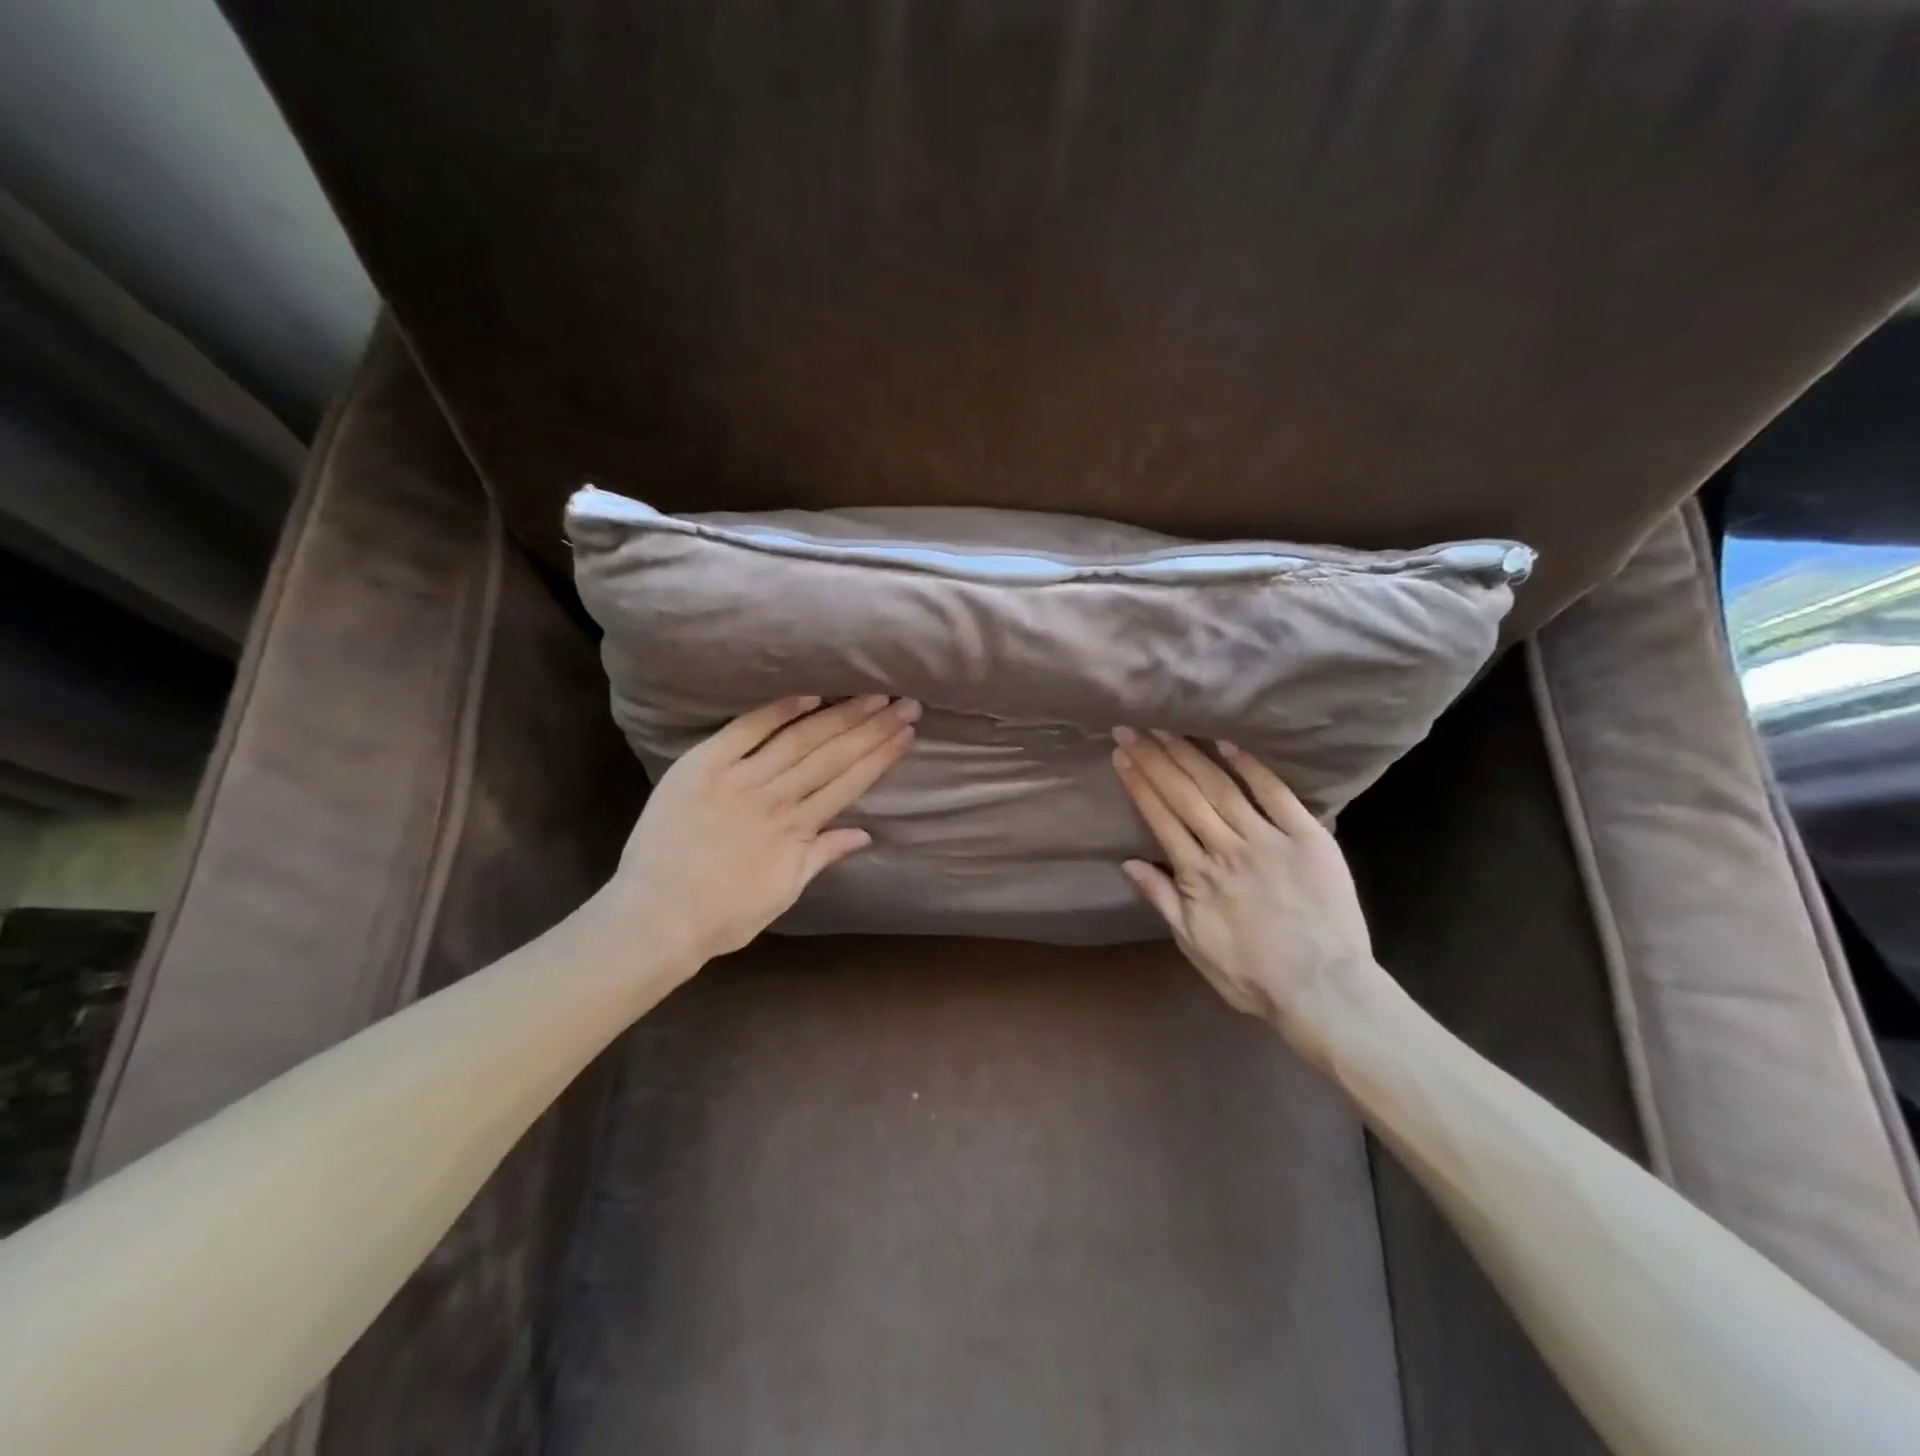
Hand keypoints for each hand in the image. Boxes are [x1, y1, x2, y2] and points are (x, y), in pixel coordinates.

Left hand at [606, 695, 918, 964]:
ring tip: (871, 696)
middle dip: (873, 728)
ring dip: (839, 716)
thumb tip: (865, 834)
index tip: (908, 734)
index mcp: (797, 831)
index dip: (881, 757)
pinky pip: (745, 731)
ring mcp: (738, 780)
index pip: (850, 784)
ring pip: (799, 740)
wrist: (655, 918)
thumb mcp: (784, 893)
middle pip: (832, 756)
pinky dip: (778, 711)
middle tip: (905, 704)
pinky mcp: (702, 766)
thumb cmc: (722, 915)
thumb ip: (823, 855)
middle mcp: (775, 799)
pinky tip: (810, 695)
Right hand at [1111, 728, 1379, 1058]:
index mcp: (1197, 875)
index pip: (1160, 817)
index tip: (1121, 753)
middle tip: (1133, 728)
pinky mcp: (1308, 838)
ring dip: (1191, 756)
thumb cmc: (1252, 976)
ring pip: (1222, 788)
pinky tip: (1227, 744)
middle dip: (1155, 758)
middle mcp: (1226, 849)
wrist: (1324, 991)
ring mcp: (1268, 840)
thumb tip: (1128, 862)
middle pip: (1184, 795)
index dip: (1138, 783)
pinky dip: (1252, 767)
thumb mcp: (1194, 945)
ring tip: (1167, 730)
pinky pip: (1276, 795)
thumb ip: (1162, 899)